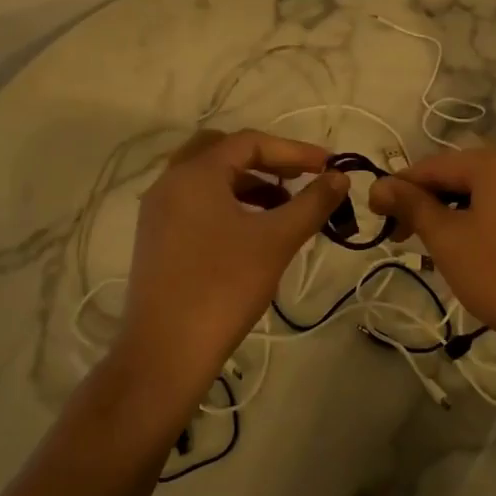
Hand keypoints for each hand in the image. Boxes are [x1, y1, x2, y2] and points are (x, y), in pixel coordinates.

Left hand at [119, 129, 348, 396]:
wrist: (166, 353)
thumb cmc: (224, 287)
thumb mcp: (276, 241)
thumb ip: (312, 203)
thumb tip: (340, 177)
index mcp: (194, 173)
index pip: (250, 142)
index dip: (294, 151)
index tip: (328, 165)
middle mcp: (170, 182)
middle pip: (223, 151)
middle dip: (266, 161)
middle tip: (299, 178)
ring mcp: (158, 212)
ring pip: (208, 179)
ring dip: (248, 184)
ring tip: (284, 207)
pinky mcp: (156, 239)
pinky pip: (196, 203)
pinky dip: (228, 204)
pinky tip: (253, 230)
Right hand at [370, 143, 495, 381]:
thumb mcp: (448, 239)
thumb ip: (411, 205)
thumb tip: (379, 185)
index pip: (434, 166)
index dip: (399, 188)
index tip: (375, 214)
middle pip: (463, 176)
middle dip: (429, 203)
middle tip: (402, 237)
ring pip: (489, 194)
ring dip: (456, 214)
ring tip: (435, 248)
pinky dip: (487, 222)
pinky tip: (474, 251)